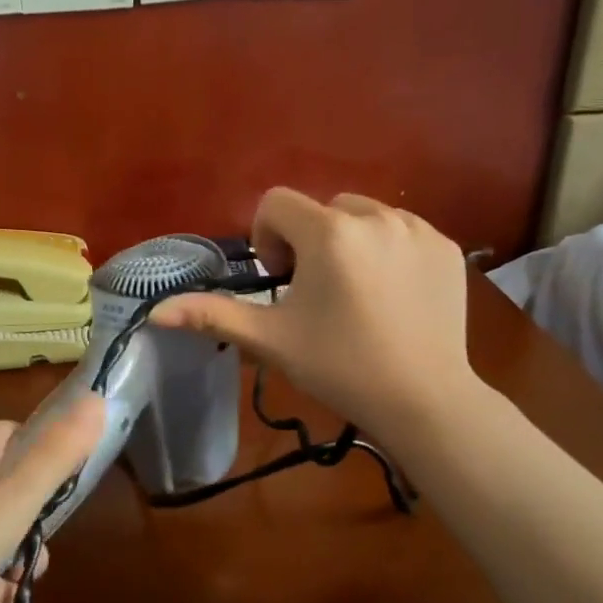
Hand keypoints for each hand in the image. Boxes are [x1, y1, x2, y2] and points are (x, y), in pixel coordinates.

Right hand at [152, 188, 477, 446]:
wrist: (423, 400)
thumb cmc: (340, 367)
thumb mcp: (271, 340)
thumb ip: (213, 315)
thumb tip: (155, 313)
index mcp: (329, 233)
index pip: (276, 203)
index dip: (268, 239)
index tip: (282, 282)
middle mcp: (376, 217)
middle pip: (321, 209)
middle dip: (309, 241)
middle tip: (316, 294)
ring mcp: (418, 229)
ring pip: (364, 217)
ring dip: (348, 244)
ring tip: (355, 294)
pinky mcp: (447, 247)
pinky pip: (402, 231)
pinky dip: (388, 252)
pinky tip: (391, 297)